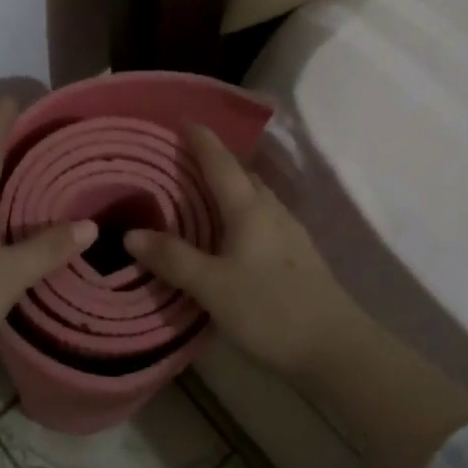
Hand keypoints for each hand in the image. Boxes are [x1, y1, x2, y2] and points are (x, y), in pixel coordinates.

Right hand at [123, 124, 363, 385]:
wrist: (336, 349)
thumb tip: (130, 234)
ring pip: (253, 196)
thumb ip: (173, 258)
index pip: (220, 161)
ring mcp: (289, 232)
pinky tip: (229, 232)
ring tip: (199, 192)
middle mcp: (271, 211)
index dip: (201, 139)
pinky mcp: (297, 254)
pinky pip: (261, 217)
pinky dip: (239, 211)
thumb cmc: (270, 309)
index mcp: (249, 208)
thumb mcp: (212, 286)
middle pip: (240, 173)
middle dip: (212, 159)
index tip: (182, 119)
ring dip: (227, 186)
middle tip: (181, 158)